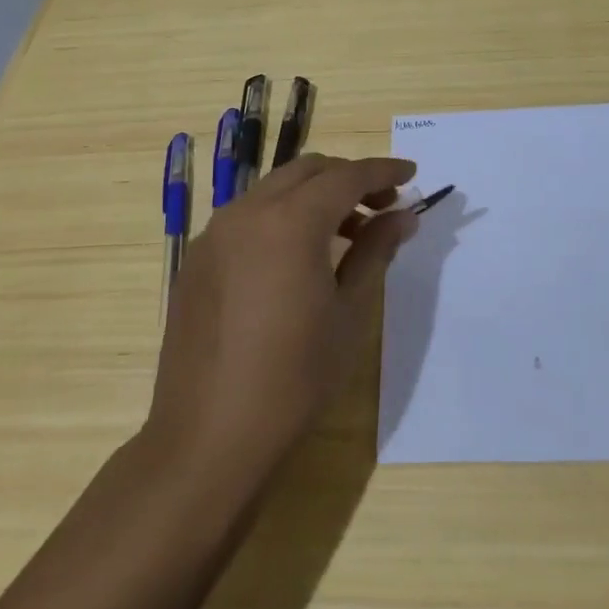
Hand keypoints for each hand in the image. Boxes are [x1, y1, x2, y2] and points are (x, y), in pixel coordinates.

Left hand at [145, 153, 417, 488]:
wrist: (209, 437)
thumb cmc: (294, 378)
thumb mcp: (349, 313)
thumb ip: (375, 252)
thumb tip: (402, 216)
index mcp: (289, 222)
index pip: (346, 177)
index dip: (383, 170)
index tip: (411, 172)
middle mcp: (247, 213)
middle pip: (307, 171)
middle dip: (349, 178)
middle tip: (383, 206)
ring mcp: (215, 235)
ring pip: (274, 190)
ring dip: (314, 196)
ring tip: (346, 234)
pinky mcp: (197, 260)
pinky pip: (247, 217)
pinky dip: (281, 217)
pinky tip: (297, 258)